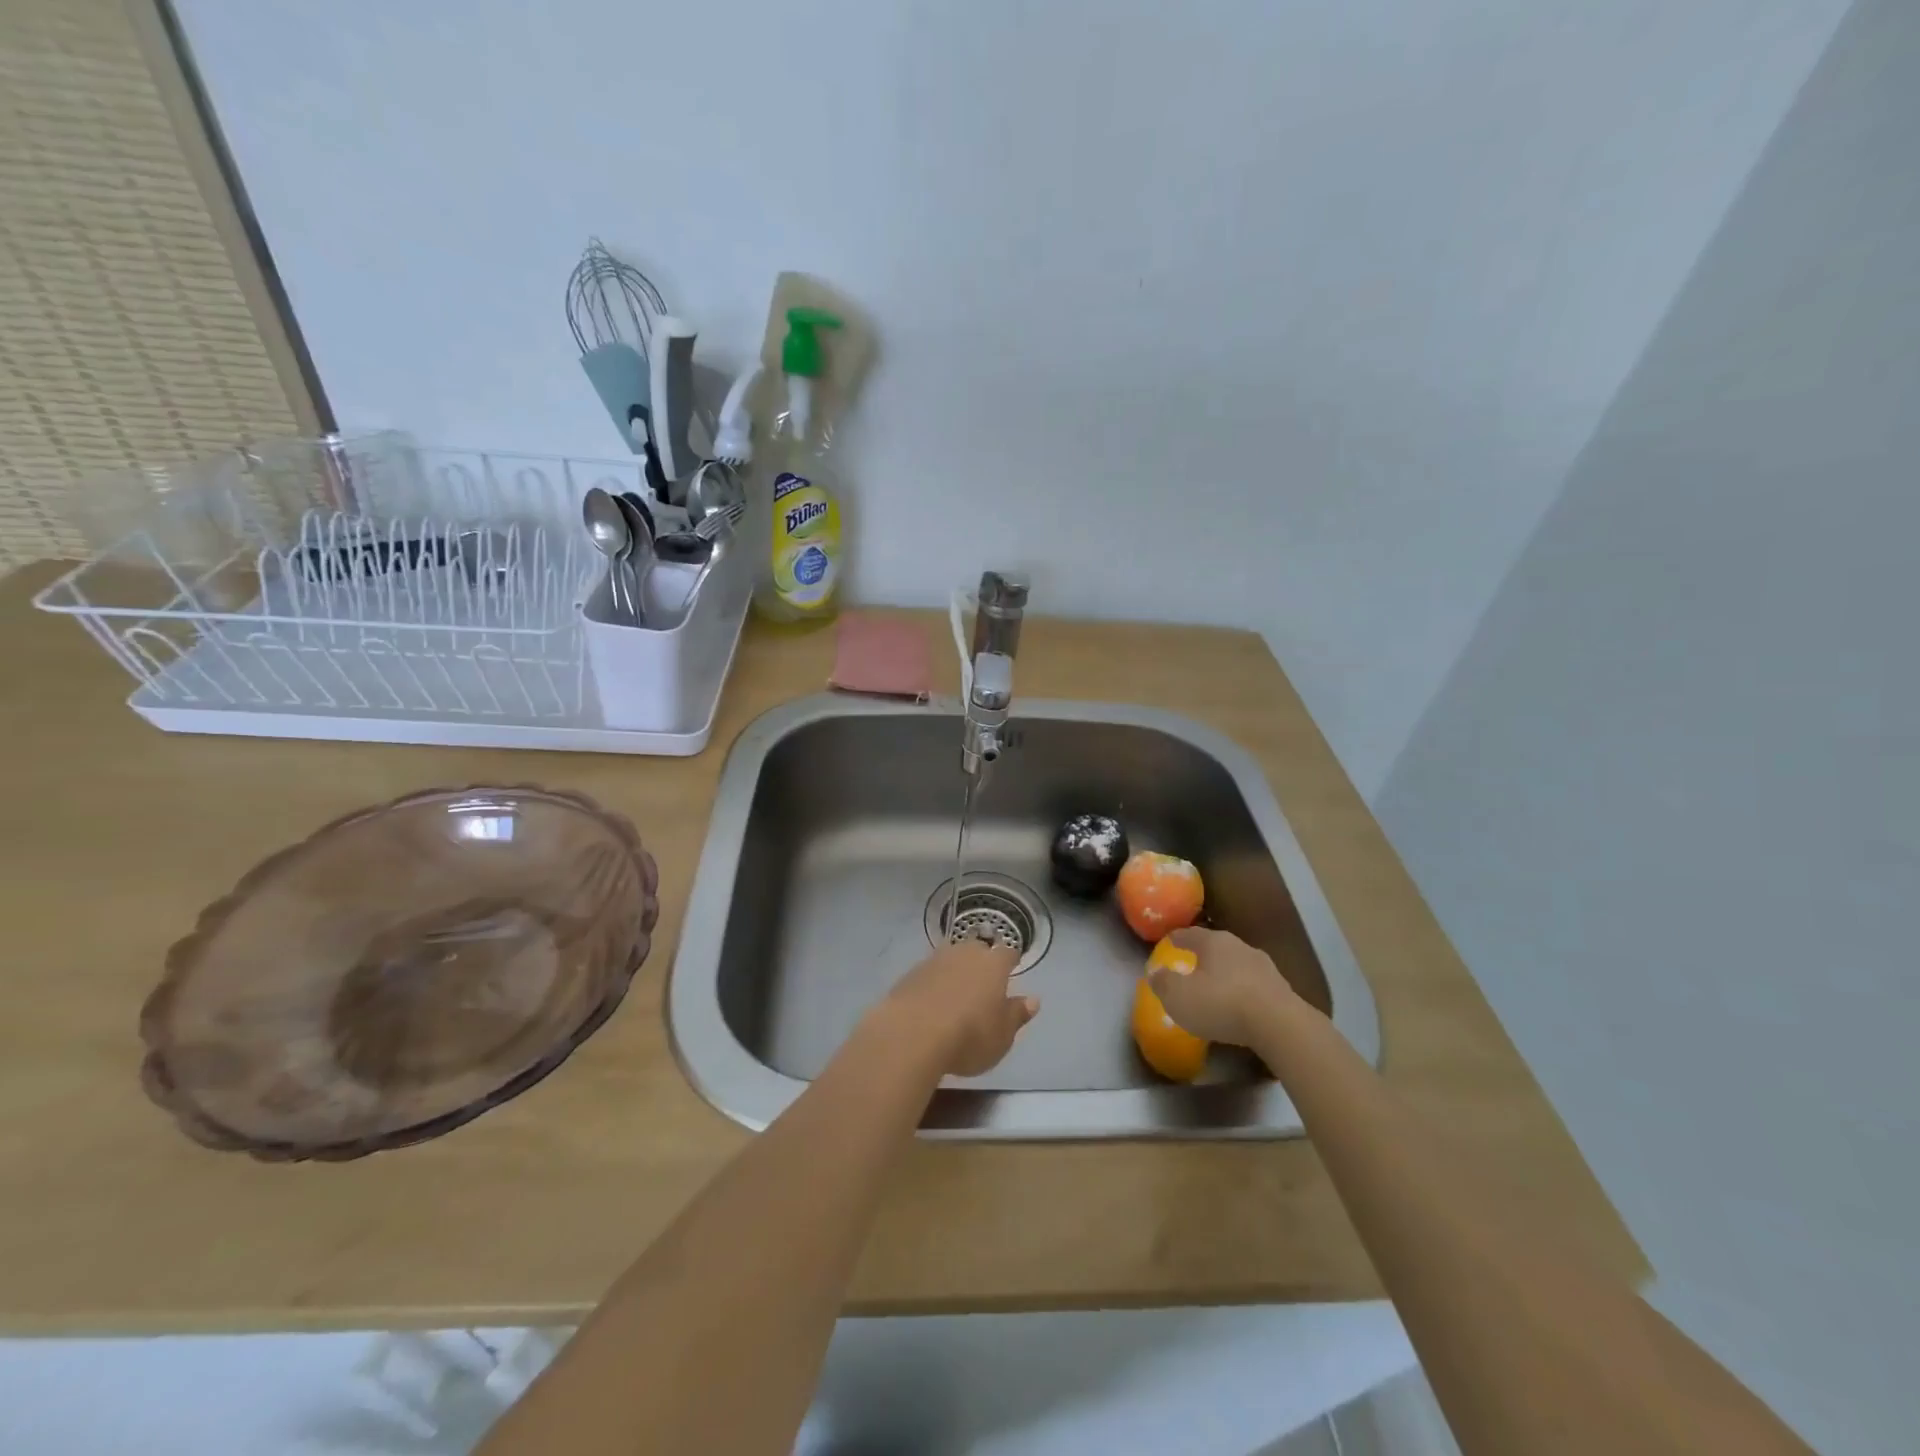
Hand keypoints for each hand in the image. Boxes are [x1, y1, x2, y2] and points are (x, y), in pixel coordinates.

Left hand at [878, 939, 1038, 1077]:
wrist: (911, 1034)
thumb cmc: (968, 1036)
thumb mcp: (1002, 1036)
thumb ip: (1017, 1015)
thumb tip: (1033, 1000)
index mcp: (993, 964)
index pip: (1008, 953)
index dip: (1011, 960)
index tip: (1013, 967)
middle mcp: (965, 953)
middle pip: (977, 950)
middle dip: (982, 962)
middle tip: (983, 981)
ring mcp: (935, 960)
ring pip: (951, 958)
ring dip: (955, 970)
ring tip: (956, 992)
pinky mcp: (910, 973)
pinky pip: (929, 973)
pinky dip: (933, 983)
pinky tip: (931, 1002)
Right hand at [1147, 927, 1302, 1047]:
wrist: (1279, 1025)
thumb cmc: (1221, 1003)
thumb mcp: (1178, 996)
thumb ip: (1163, 983)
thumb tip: (1155, 973)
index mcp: (1214, 942)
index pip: (1191, 934)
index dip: (1178, 938)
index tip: (1170, 940)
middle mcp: (1240, 947)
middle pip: (1217, 947)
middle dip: (1204, 955)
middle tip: (1192, 965)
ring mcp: (1265, 968)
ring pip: (1238, 965)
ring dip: (1227, 974)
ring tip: (1217, 989)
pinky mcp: (1282, 990)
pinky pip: (1254, 986)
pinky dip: (1244, 992)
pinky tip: (1239, 1007)